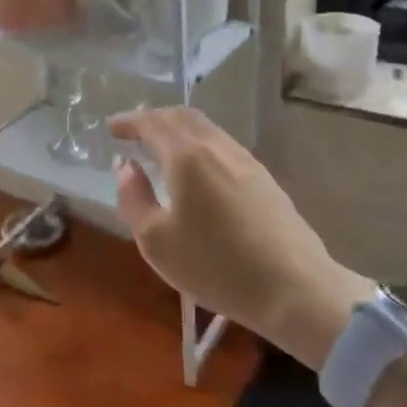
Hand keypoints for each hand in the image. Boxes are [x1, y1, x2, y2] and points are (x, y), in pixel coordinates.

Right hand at [107, 107, 373, 367]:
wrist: (295, 289)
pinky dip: (199, 144)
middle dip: (153, 118)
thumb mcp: (156, 241)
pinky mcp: (265, 178)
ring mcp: (245, 161)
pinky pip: (223, 145)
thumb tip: (126, 167)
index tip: (111, 128)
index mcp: (186, 156)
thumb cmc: (216, 266)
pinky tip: (197, 169)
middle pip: (182, 116)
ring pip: (206, 129)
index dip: (129, 121)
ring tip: (162, 148)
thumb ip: (134, 198)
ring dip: (178, 130)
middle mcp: (216, 148)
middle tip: (134, 132)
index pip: (152, 123)